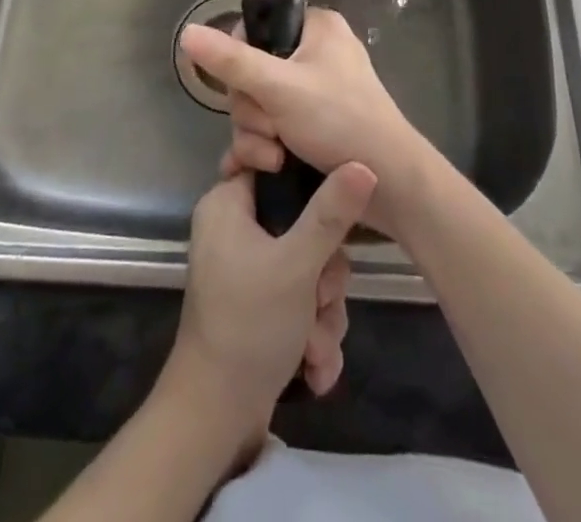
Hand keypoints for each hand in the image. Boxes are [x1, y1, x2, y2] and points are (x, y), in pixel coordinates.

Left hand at [165, 163, 376, 441]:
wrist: (217, 416)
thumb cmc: (249, 323)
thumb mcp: (297, 264)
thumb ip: (331, 213)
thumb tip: (363, 163)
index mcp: (229, 204)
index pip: (274, 166)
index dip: (307, 183)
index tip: (328, 209)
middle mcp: (237, 229)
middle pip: (304, 224)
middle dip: (324, 276)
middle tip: (319, 298)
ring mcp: (251, 270)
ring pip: (311, 269)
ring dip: (323, 313)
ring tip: (313, 345)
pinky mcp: (263, 306)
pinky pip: (303, 301)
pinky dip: (313, 334)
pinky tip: (313, 366)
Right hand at [181, 8, 429, 238]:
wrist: (391, 185)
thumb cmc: (341, 121)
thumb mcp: (280, 88)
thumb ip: (231, 62)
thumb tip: (186, 31)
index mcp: (315, 28)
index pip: (256, 30)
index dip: (240, 63)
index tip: (248, 90)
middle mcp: (314, 54)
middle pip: (251, 74)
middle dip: (253, 112)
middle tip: (271, 133)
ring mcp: (313, 93)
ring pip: (258, 106)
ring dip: (257, 137)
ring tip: (275, 160)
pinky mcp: (313, 126)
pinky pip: (272, 127)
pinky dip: (264, 148)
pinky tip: (256, 171)